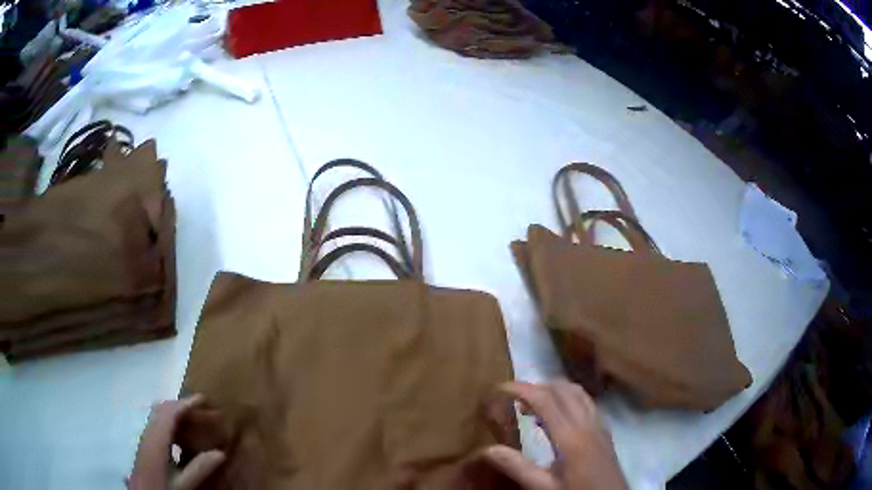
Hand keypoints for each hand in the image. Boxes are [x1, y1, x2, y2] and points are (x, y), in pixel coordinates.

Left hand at [128, 394, 225, 489]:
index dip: (186, 404)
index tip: (203, 399)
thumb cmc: (162, 487)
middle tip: (204, 412)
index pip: (170, 413)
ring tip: (196, 422)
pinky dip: (172, 423)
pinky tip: (183, 437)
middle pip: (164, 410)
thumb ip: (199, 468)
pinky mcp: (146, 444)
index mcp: (156, 440)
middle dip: (184, 408)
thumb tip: (220, 453)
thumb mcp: (183, 483)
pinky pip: (158, 424)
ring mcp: (145, 437)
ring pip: (160, 416)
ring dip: (178, 415)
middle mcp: (149, 433)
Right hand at [483, 381, 626, 489]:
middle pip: (564, 389)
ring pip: (578, 393)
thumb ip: (518, 468)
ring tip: (532, 405)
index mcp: (572, 437)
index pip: (546, 400)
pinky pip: (587, 403)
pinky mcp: (605, 432)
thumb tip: (487, 448)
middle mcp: (588, 423)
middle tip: (513, 398)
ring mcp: (600, 426)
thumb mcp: (545, 488)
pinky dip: (568, 399)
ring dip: (554, 391)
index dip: (522, 389)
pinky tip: (557, 419)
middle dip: (537, 386)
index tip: (500, 388)